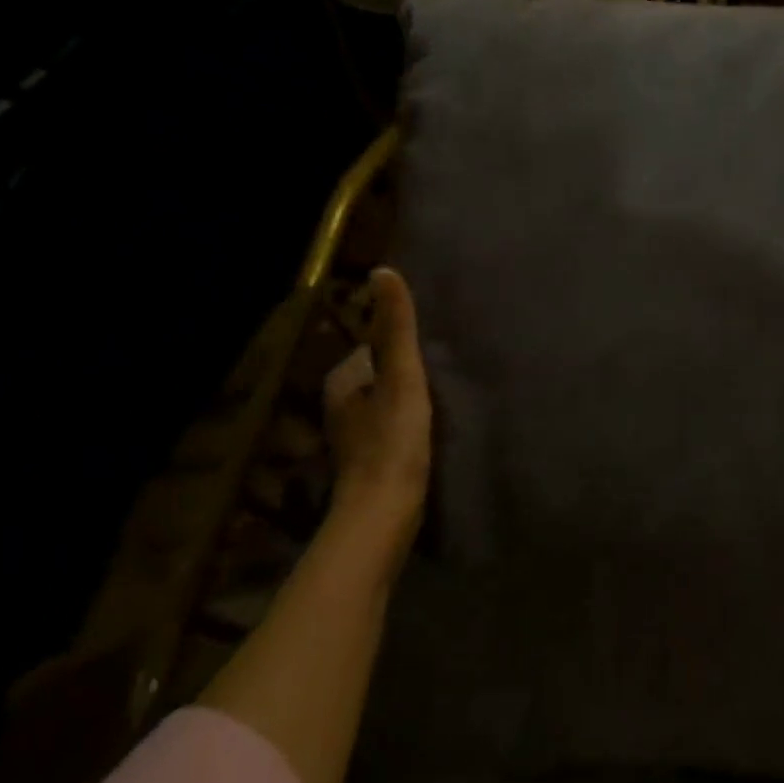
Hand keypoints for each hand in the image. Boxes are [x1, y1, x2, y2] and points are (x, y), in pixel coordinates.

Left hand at [323, 268, 431, 566]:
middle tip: (444, 373)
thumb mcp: (401, 376)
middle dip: (405, 370)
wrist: (384, 511)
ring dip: (408, 397)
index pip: (375, 345)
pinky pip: (390, 424)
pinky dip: (407, 421)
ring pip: (385, 400)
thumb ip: (396, 328)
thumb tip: (383, 271)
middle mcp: (340, 404)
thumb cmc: (393, 440)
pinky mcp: (369, 458)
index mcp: (342, 380)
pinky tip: (428, 430)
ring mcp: (353, 434)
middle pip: (380, 373)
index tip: (434, 350)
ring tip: (441, 399)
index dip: (404, 345)